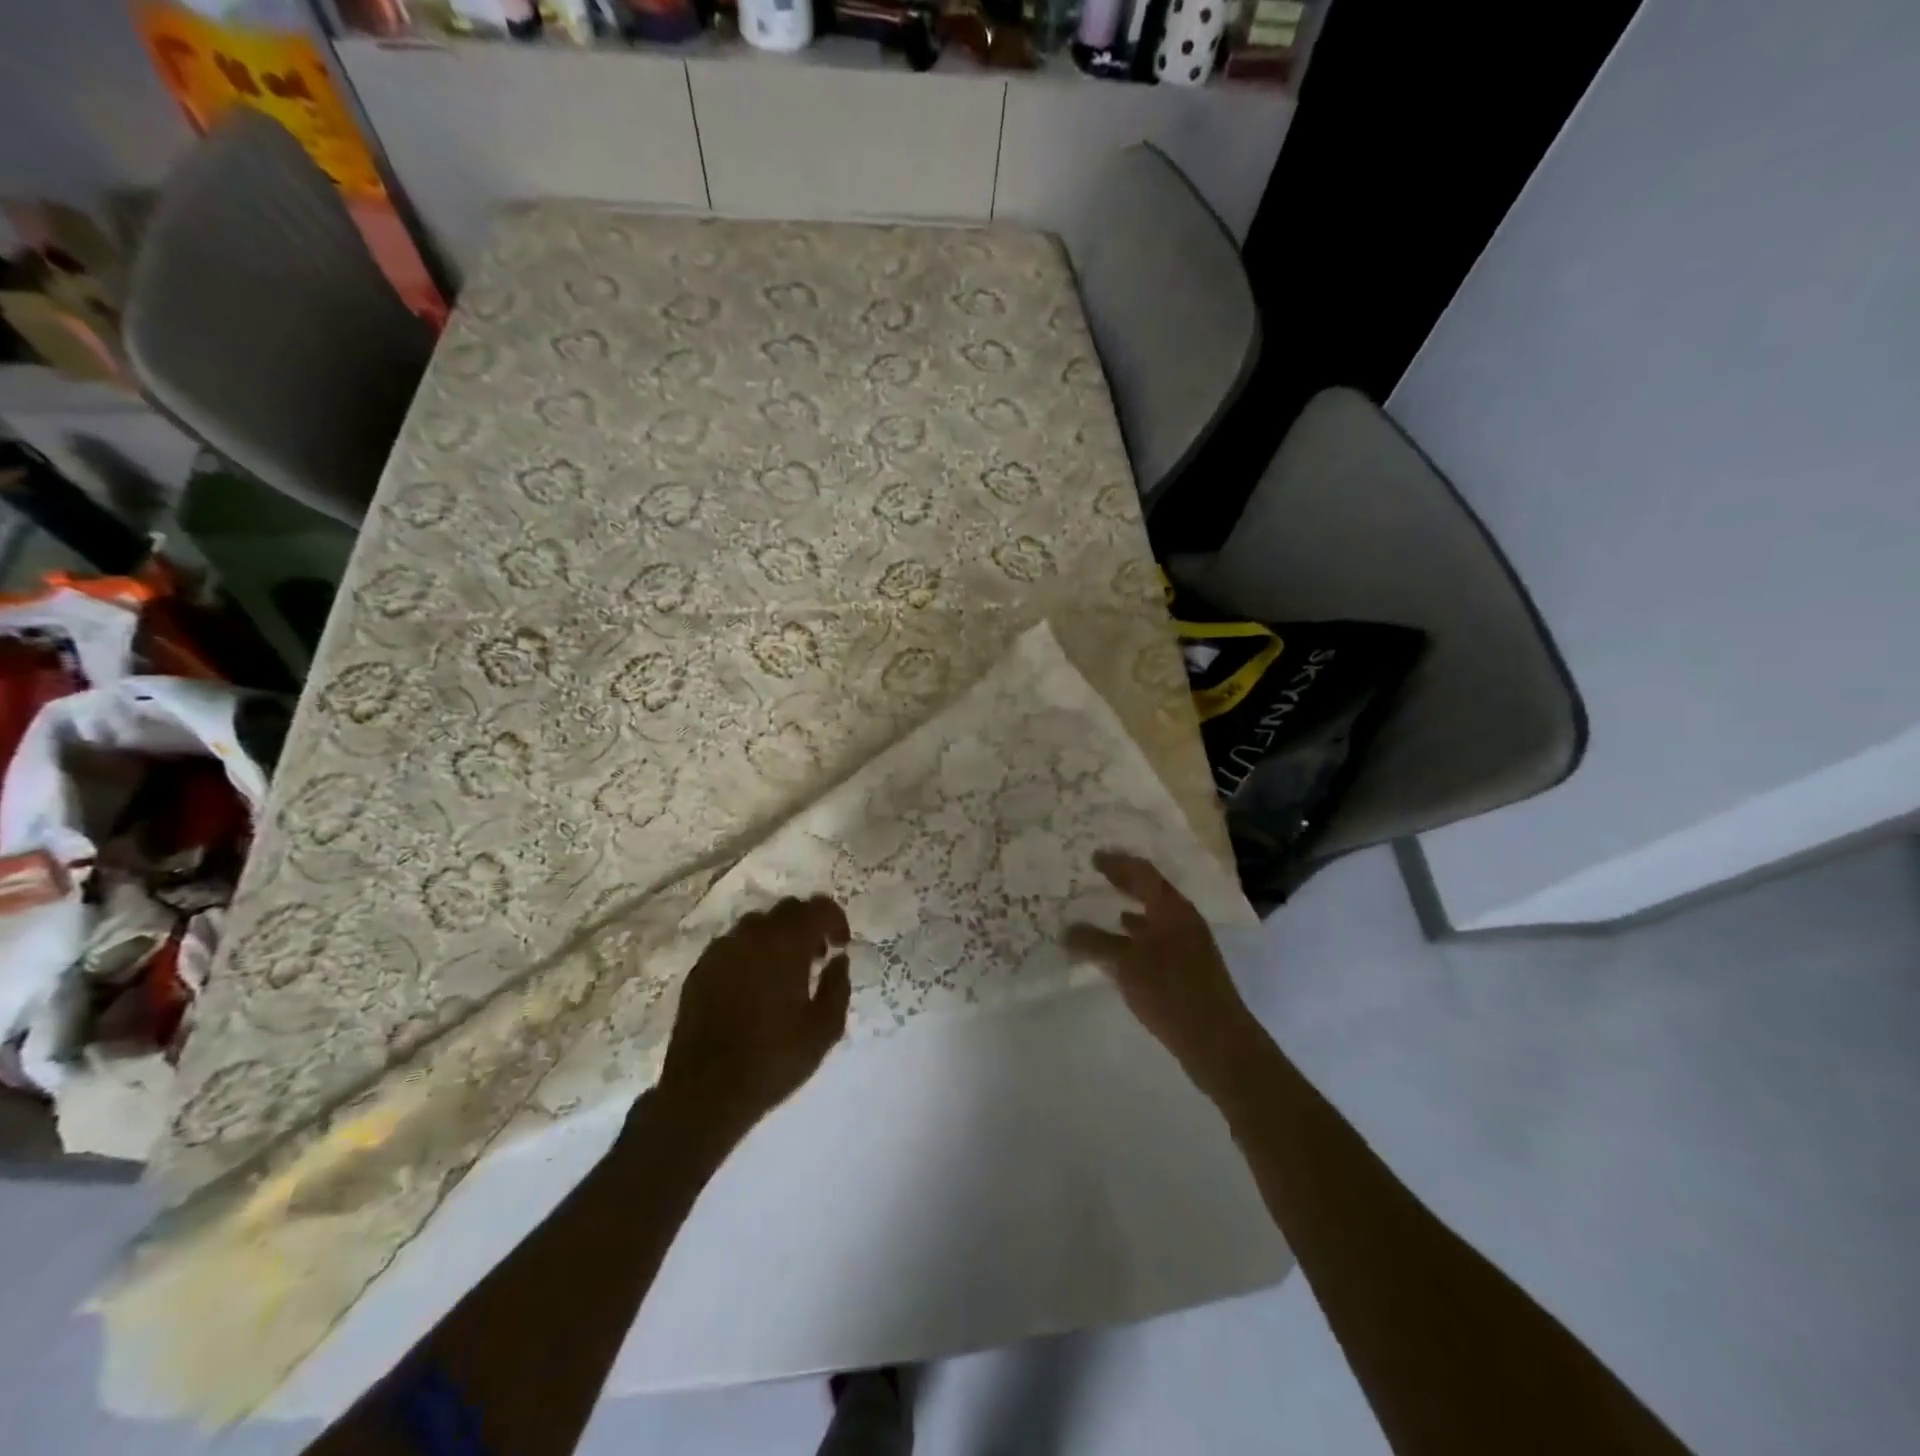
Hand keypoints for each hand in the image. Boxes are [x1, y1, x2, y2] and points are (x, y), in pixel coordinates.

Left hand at [656, 896, 852, 1146]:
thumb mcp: (824, 1030)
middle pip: (787, 910)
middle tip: (817, 957)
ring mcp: (721, 950)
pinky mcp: (700, 969)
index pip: (818, 908)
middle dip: (807, 926)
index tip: (841, 945)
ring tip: (784, 972)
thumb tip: (839, 961)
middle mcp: (752, 936)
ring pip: (757, 925)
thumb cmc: (773, 1060)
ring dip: (777, 938)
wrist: (705, 1092)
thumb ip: (838, 987)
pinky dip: (750, 953)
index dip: (836, 920)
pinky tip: (753, 986)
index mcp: (786, 944)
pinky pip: (733, 946)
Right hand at [1066, 851, 1262, 1091]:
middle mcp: (1183, 920)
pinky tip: (1122, 948)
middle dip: (1125, 882)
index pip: (1142, 873)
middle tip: (1099, 875)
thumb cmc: (1170, 991)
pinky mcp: (1189, 968)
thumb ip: (1094, 942)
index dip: (1118, 863)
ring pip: (1155, 917)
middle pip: (1151, 892)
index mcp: (1172, 909)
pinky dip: (1137, 936)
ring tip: (1105, 908)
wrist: (1216, 1040)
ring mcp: (1189, 945)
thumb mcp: (1125, 963)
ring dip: (1131, 909)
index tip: (1094, 856)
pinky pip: (1157, 939)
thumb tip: (1066, 929)